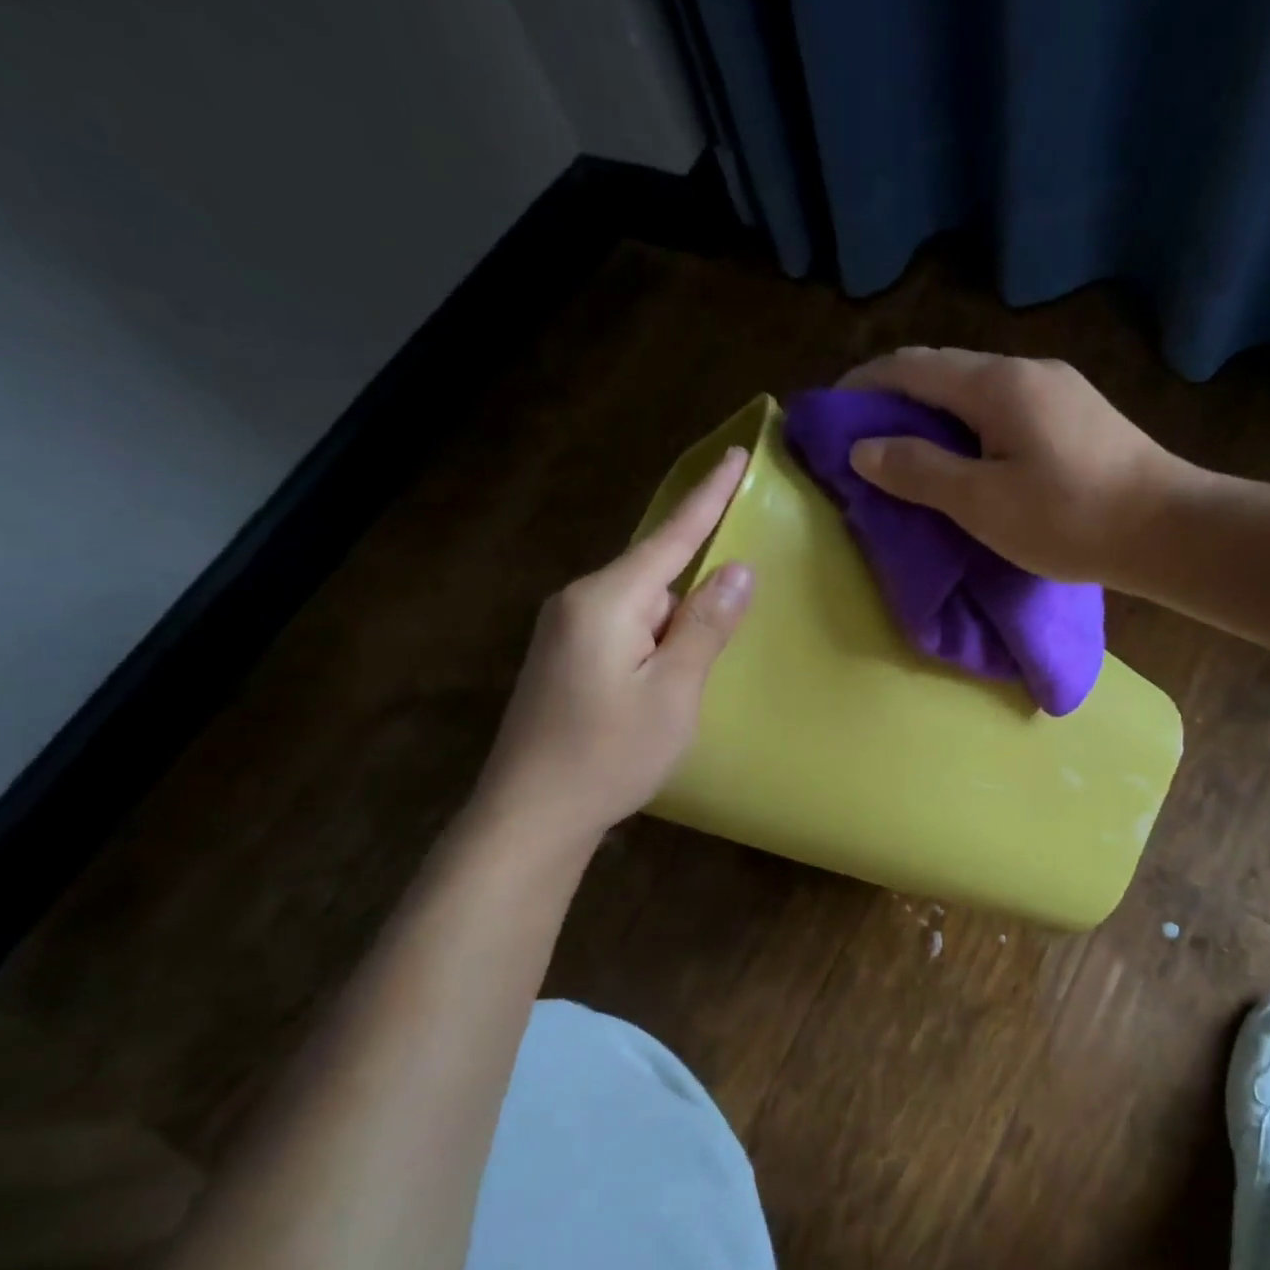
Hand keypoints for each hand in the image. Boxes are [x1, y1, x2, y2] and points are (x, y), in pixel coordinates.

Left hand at [470, 447, 753, 855]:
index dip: (709, 497)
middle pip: (655, 571)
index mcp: (607, 600)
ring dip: (677, 616)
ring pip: (640, 603)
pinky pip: (624, 626)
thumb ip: (706, 626)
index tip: (735, 455)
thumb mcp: (674, 692)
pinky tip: (668, 667)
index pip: (671, 537)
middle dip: (697, 577)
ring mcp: (565, 629)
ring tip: (702, 649)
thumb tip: (738, 569)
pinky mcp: (564, 657)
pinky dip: (656, 634)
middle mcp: (580, 601)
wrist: (531, 814)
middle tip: (735, 590)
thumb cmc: (610, 754)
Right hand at [839, 347, 1188, 585]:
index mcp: (996, 384)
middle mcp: (1026, 369)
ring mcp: (1059, 388)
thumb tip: (864, 448)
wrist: (1167, 530)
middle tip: (867, 437)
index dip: (864, 384)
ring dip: (936, 412)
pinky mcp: (1078, 414)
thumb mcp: (981, 502)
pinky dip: (970, 425)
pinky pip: (1005, 407)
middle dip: (897, 396)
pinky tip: (971, 456)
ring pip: (976, 389)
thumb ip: (918, 471)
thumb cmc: (1068, 519)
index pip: (911, 366)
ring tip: (913, 451)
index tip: (832, 412)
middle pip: (944, 370)